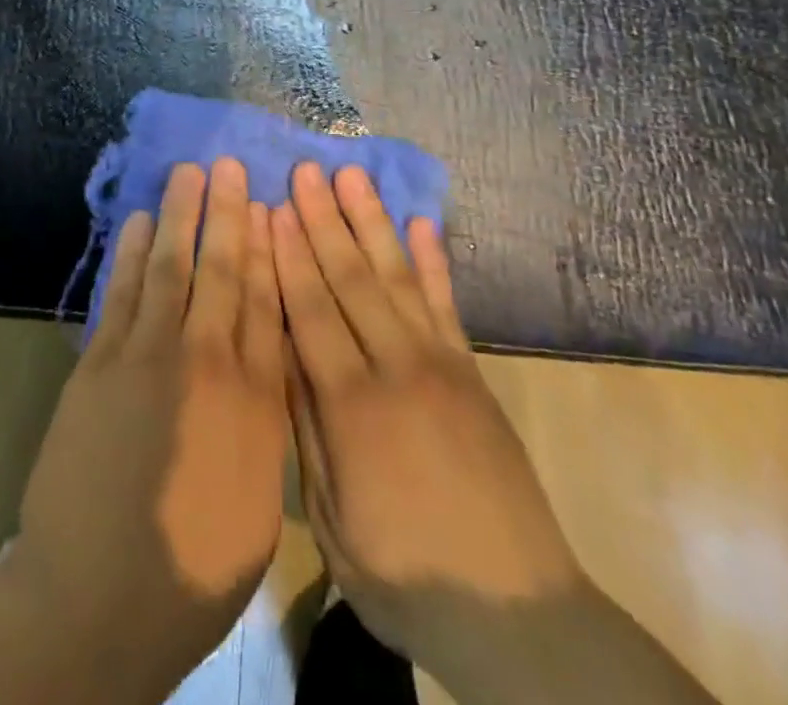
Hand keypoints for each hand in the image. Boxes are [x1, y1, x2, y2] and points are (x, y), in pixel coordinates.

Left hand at [2, 157, 288, 700]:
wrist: (99, 598)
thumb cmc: (193, 566)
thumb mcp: (259, 501)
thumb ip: (265, 421)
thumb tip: (267, 361)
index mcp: (253, 399)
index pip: (265, 301)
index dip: (267, 247)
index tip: (268, 205)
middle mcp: (205, 361)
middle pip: (222, 272)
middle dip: (228, 214)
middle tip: (230, 166)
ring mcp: (146, 356)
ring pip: (170, 268)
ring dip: (179, 216)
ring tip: (188, 173)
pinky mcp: (99, 363)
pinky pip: (121, 294)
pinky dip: (130, 254)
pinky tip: (139, 222)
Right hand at [273, 164, 583, 676]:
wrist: (517, 617)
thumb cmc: (406, 576)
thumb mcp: (332, 520)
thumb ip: (306, 430)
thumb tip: (280, 352)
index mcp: (352, 406)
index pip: (309, 310)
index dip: (287, 255)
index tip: (270, 207)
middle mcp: (396, 367)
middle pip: (350, 278)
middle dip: (322, 220)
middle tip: (304, 170)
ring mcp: (440, 363)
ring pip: (396, 275)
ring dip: (370, 221)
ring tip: (350, 176)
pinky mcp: (472, 371)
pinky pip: (447, 303)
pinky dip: (433, 259)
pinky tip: (422, 222)